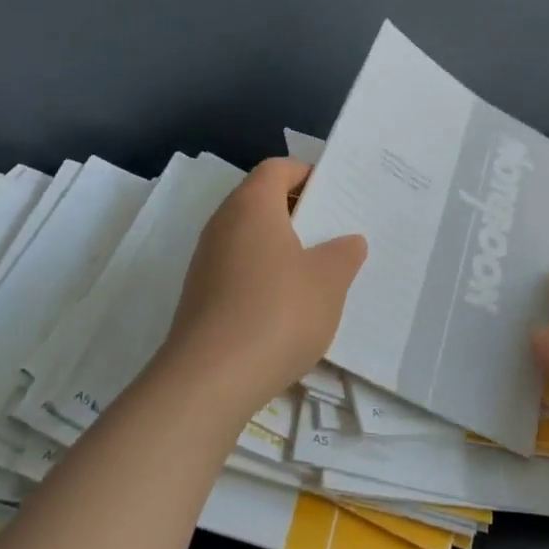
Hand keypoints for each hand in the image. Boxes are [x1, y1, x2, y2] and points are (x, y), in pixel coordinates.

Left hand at [161, 158, 367, 419]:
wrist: (209, 380)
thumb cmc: (277, 312)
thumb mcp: (328, 281)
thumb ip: (344, 254)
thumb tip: (348, 242)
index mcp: (252, 205)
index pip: (278, 168)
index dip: (307, 173)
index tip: (337, 194)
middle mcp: (223, 224)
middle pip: (262, 200)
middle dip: (300, 212)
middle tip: (336, 231)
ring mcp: (207, 261)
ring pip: (251, 238)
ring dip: (283, 247)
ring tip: (319, 271)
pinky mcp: (201, 296)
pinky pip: (239, 269)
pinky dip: (265, 275)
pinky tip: (290, 306)